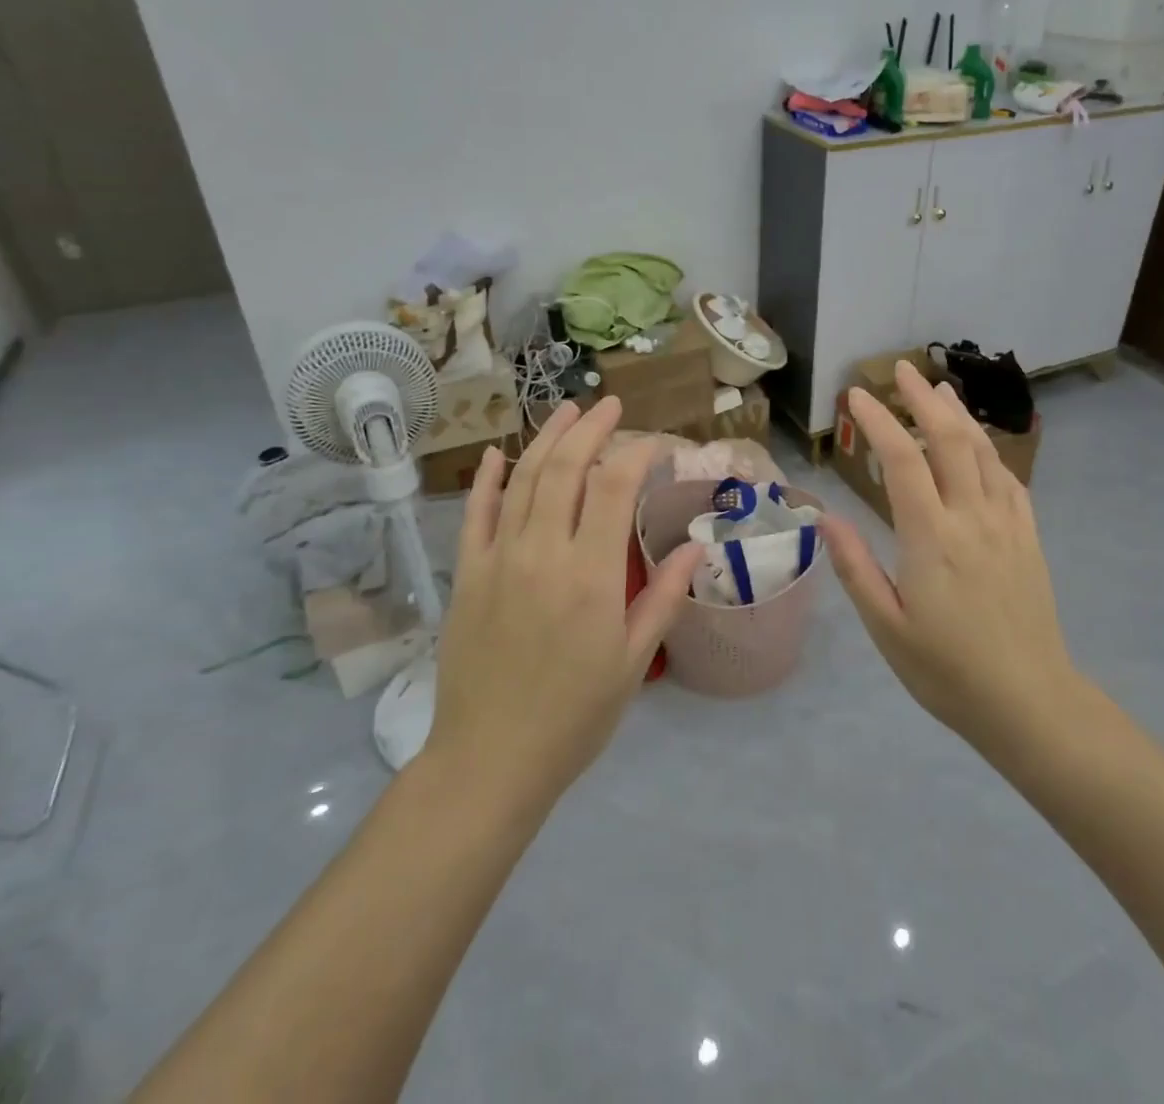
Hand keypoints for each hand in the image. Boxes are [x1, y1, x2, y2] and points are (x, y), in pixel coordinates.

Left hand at [427, 397, 698, 808]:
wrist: (490, 760)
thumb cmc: (575, 715)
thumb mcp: (632, 660)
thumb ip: (663, 596)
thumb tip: (696, 544)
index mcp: (590, 573)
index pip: (613, 486)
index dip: (635, 453)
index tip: (654, 443)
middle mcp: (542, 552)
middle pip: (566, 468)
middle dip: (591, 428)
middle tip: (610, 405)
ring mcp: (498, 559)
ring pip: (523, 480)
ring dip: (547, 439)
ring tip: (567, 411)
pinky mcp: (467, 575)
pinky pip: (476, 515)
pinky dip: (489, 480)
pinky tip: (500, 455)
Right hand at [822, 361, 1081, 760]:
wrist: (1030, 703)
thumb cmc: (947, 671)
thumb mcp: (887, 627)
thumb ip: (855, 567)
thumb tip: (823, 518)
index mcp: (932, 538)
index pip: (903, 461)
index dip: (880, 421)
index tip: (857, 394)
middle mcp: (972, 518)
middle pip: (950, 440)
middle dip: (923, 399)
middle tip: (901, 370)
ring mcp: (1007, 525)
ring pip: (983, 452)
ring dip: (959, 415)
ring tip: (939, 389)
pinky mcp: (1028, 538)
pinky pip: (1009, 480)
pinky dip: (989, 451)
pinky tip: (979, 446)